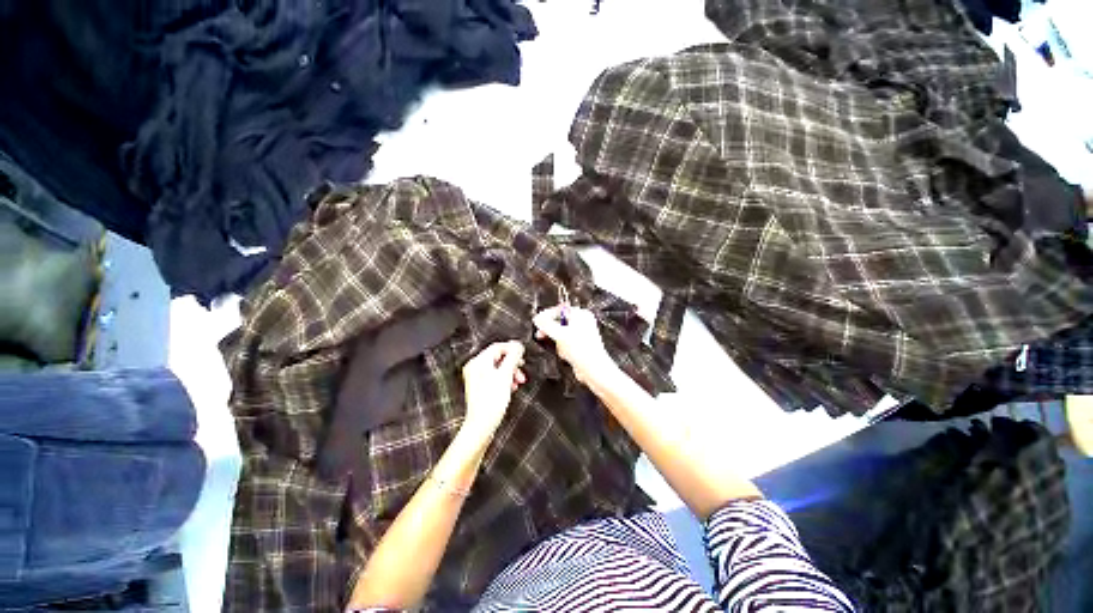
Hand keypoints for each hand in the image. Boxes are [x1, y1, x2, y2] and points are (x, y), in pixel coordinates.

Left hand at [461, 341, 526, 437]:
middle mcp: (475, 368)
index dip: (512, 348)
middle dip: (512, 363)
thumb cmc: (491, 402)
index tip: (522, 352)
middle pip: (498, 357)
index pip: (497, 347)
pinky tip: (511, 386)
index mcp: (478, 362)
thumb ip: (513, 357)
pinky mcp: (480, 388)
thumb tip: (518, 346)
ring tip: (518, 380)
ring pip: (498, 367)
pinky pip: (495, 376)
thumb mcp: (506, 375)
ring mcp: (476, 378)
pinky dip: (505, 379)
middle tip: (521, 368)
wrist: (482, 424)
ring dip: (510, 372)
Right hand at [533, 306, 616, 387]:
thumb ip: (545, 325)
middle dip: (551, 330)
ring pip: (562, 334)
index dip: (547, 316)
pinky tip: (565, 354)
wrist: (592, 368)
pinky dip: (563, 348)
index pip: (560, 309)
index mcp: (581, 314)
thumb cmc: (582, 350)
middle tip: (541, 334)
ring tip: (559, 347)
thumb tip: (537, 319)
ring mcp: (582, 334)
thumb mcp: (558, 334)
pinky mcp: (581, 346)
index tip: (537, 321)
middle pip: (560, 322)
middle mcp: (583, 322)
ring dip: (557, 341)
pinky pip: (566, 343)